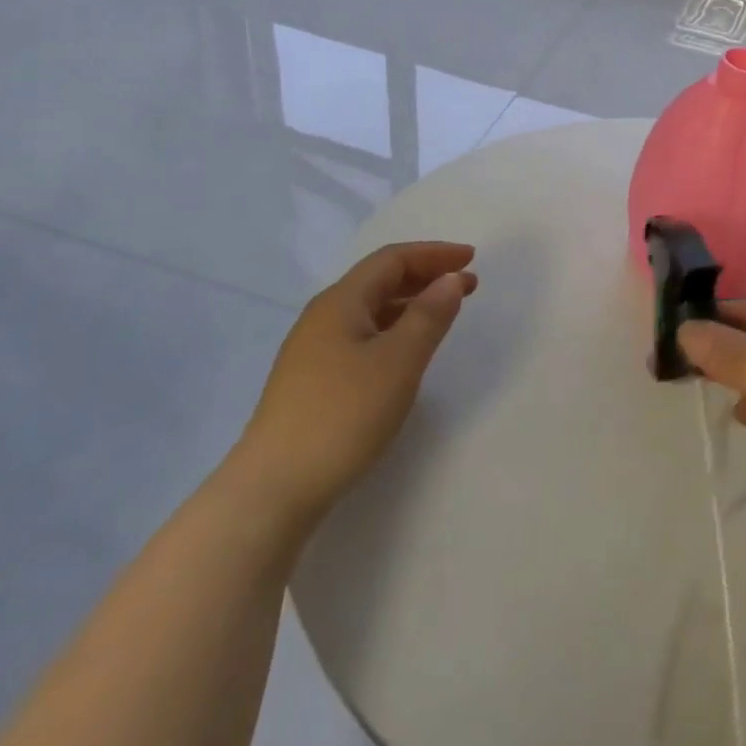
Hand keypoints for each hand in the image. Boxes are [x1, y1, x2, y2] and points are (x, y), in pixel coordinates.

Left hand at [227, 242, 475, 531]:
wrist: (272, 491)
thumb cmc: (343, 415)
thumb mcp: (399, 361)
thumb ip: (429, 315)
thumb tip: (451, 279)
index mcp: (341, 302)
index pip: (392, 259)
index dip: (434, 254)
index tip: (472, 259)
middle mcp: (323, 317)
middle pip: (379, 280)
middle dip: (425, 275)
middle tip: (467, 284)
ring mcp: (313, 350)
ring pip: (370, 309)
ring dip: (411, 302)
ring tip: (444, 313)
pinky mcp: (312, 381)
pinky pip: (361, 334)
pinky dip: (393, 328)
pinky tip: (406, 350)